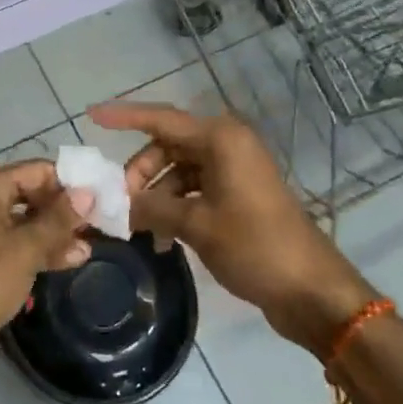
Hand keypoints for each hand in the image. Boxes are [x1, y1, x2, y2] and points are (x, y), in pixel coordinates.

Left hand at [0, 161, 93, 403]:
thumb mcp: (24, 250)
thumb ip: (57, 221)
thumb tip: (87, 193)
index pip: (35, 171)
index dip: (68, 183)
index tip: (101, 199)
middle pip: (27, 196)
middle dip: (61, 211)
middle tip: (98, 228)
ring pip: (18, 225)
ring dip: (51, 236)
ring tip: (86, 252)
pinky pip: (7, 248)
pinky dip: (32, 254)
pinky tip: (60, 266)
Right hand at [89, 101, 370, 351]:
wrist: (311, 288)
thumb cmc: (254, 246)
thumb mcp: (196, 225)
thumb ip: (151, 208)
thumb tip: (114, 204)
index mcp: (220, 139)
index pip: (161, 118)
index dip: (124, 116)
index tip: (91, 115)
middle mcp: (227, 144)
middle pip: (168, 145)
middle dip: (140, 172)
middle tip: (119, 203)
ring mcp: (234, 169)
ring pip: (179, 169)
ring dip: (156, 194)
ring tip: (138, 229)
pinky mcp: (238, 193)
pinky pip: (195, 188)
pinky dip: (175, 206)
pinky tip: (163, 239)